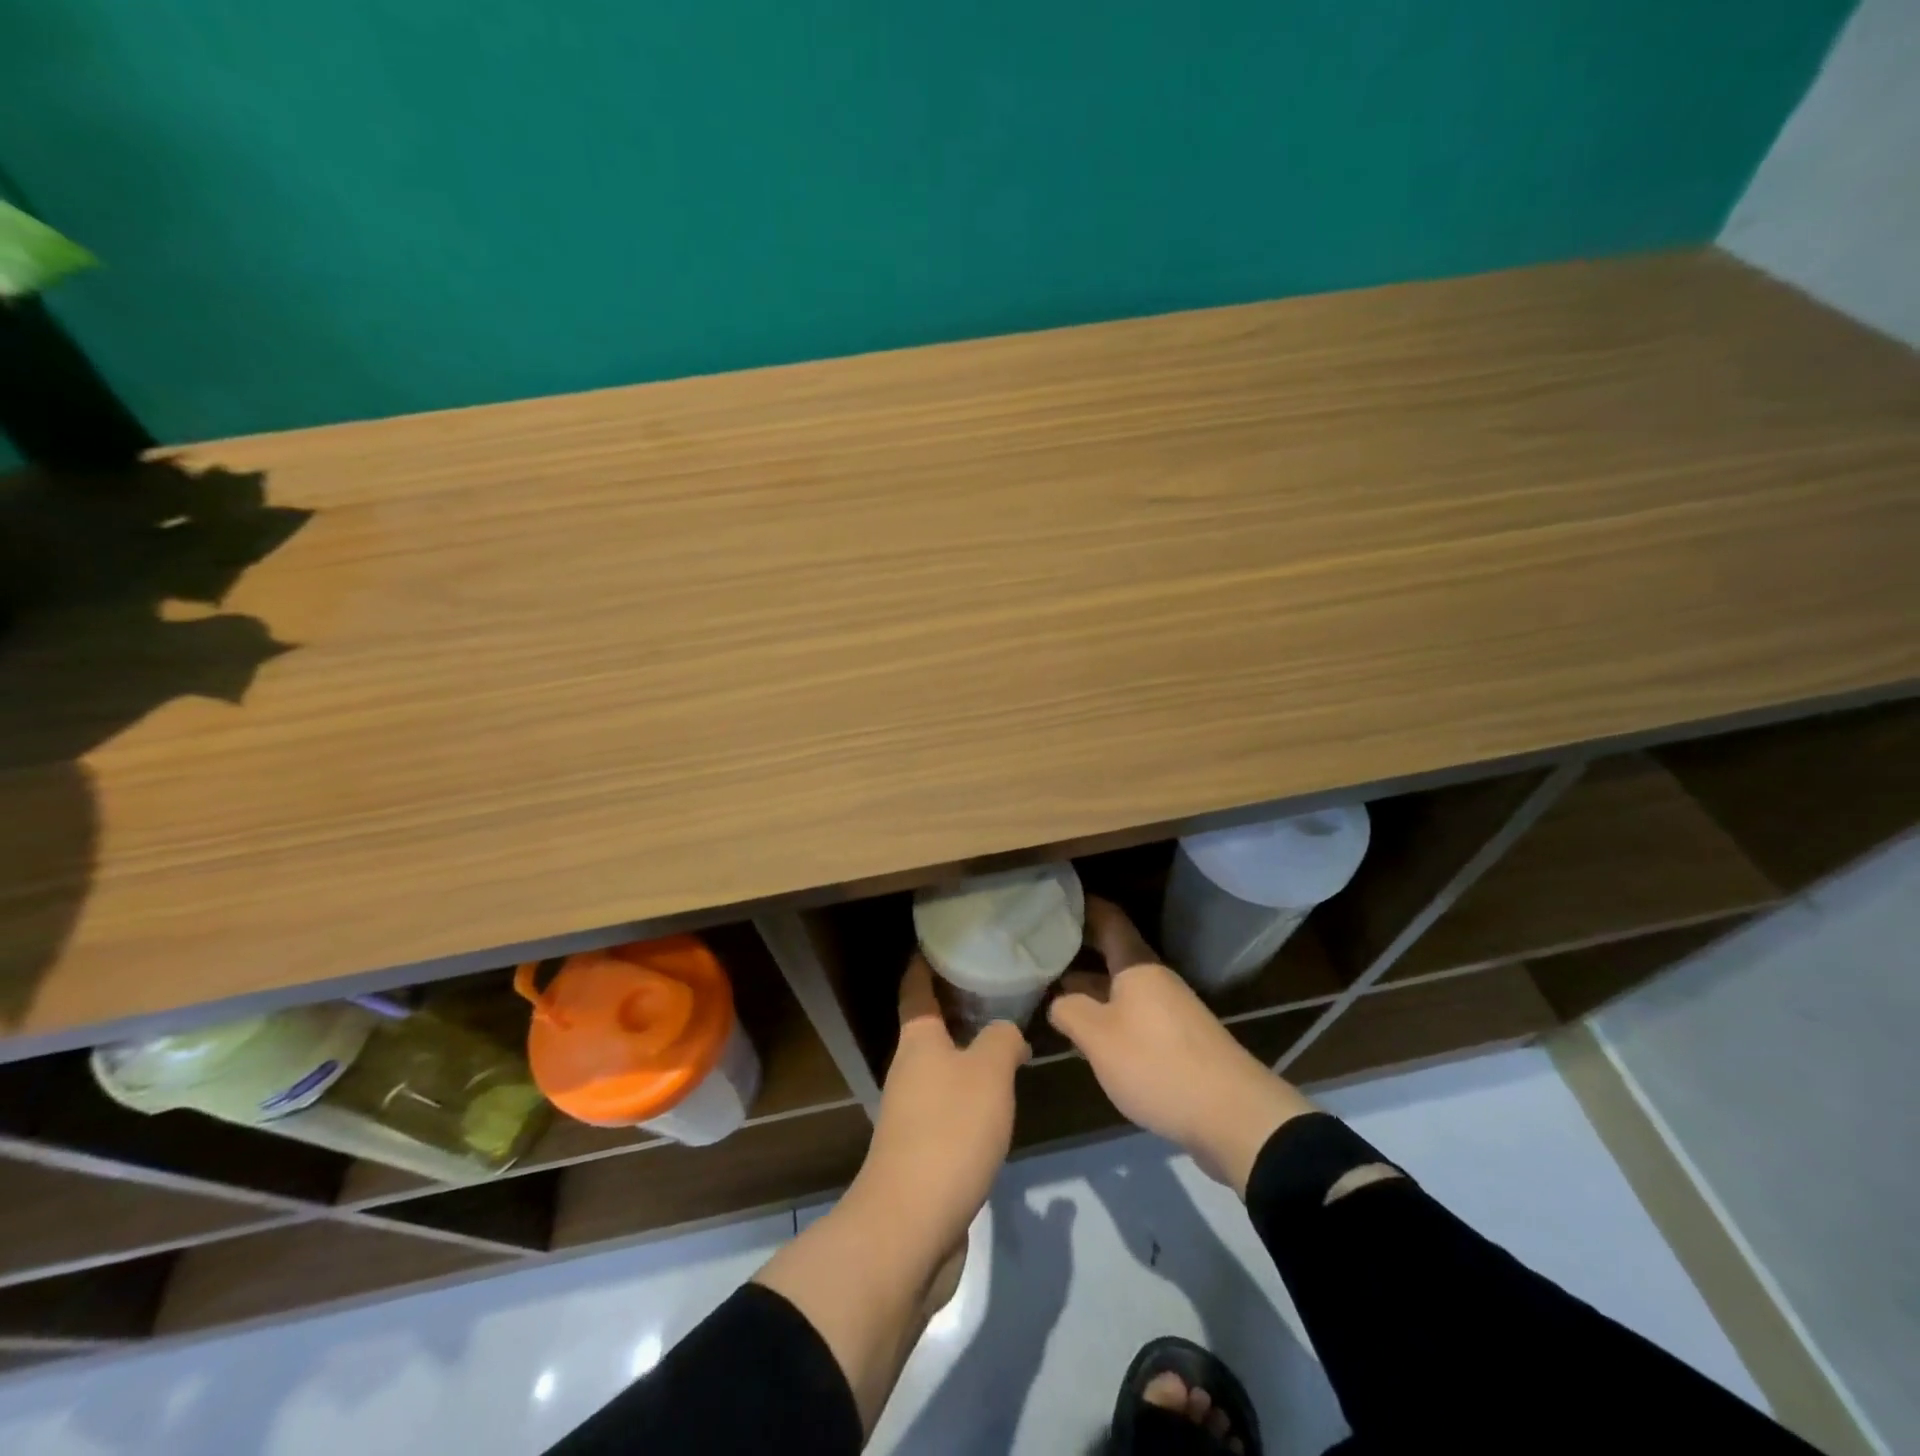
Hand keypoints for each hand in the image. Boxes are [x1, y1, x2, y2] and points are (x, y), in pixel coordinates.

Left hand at [847, 954, 1029, 1251]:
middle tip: (998, 983)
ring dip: (969, 1047)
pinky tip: (1000, 1095)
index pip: (916, 986)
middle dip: (958, 1002)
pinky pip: (950, 1101)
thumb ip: (1002, 1040)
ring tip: (1007, 1034)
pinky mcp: (924, 1148)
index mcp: (917, 1040)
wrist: (911, 1225)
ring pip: (942, 1064)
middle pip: (930, 1023)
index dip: (926, 960)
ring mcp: (913, 1110)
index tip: (944, 939)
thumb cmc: (949, 1131)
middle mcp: (909, 1068)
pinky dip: (973, 1088)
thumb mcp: (989, 1072)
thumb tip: (1008, 1034)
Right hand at [1048, 898, 1315, 1195]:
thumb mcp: (1099, 1037)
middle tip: (1041, 947)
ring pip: (1122, 986)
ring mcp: (1170, 1011)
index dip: (1083, 906)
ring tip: (1053, 990)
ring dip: (1091, 986)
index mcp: (1138, 966)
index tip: (1054, 899)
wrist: (1234, 1116)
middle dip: (1080, 948)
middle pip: (1114, 953)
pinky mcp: (1178, 1041)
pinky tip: (1089, 1033)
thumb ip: (1069, 1012)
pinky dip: (1108, 1013)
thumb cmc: (1158, 1064)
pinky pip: (1134, 1013)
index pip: (1109, 919)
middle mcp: (1156, 980)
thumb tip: (1057, 1001)